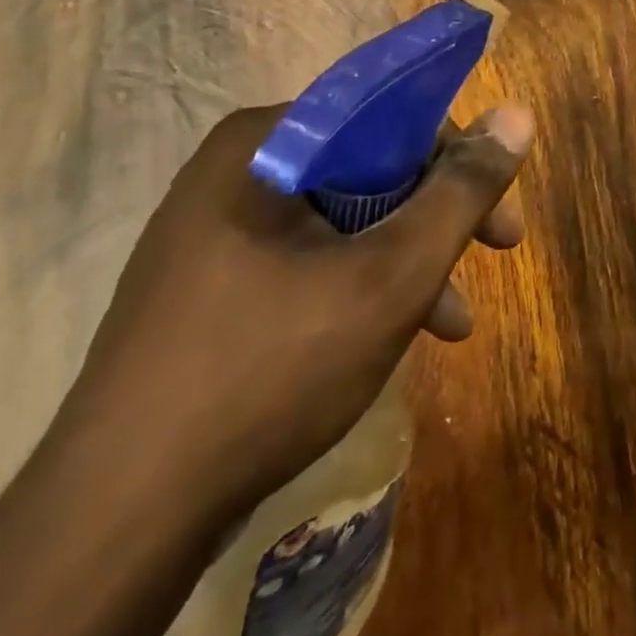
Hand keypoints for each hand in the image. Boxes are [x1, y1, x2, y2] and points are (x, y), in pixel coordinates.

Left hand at [48, 102, 533, 521]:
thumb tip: (516, 114)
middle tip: (494, 255)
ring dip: (409, 258)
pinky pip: (311, 258)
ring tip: (453, 321)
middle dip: (438, 217)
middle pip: (372, 167)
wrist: (119, 520)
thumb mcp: (393, 275)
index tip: (498, 211)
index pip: (390, 114)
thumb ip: (462, 191)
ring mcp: (216, 231)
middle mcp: (236, 171)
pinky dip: (364, 285)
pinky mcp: (211, 285)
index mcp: (266, 144)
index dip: (457, 157)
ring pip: (347, 218)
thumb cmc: (271, 371)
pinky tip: (397, 335)